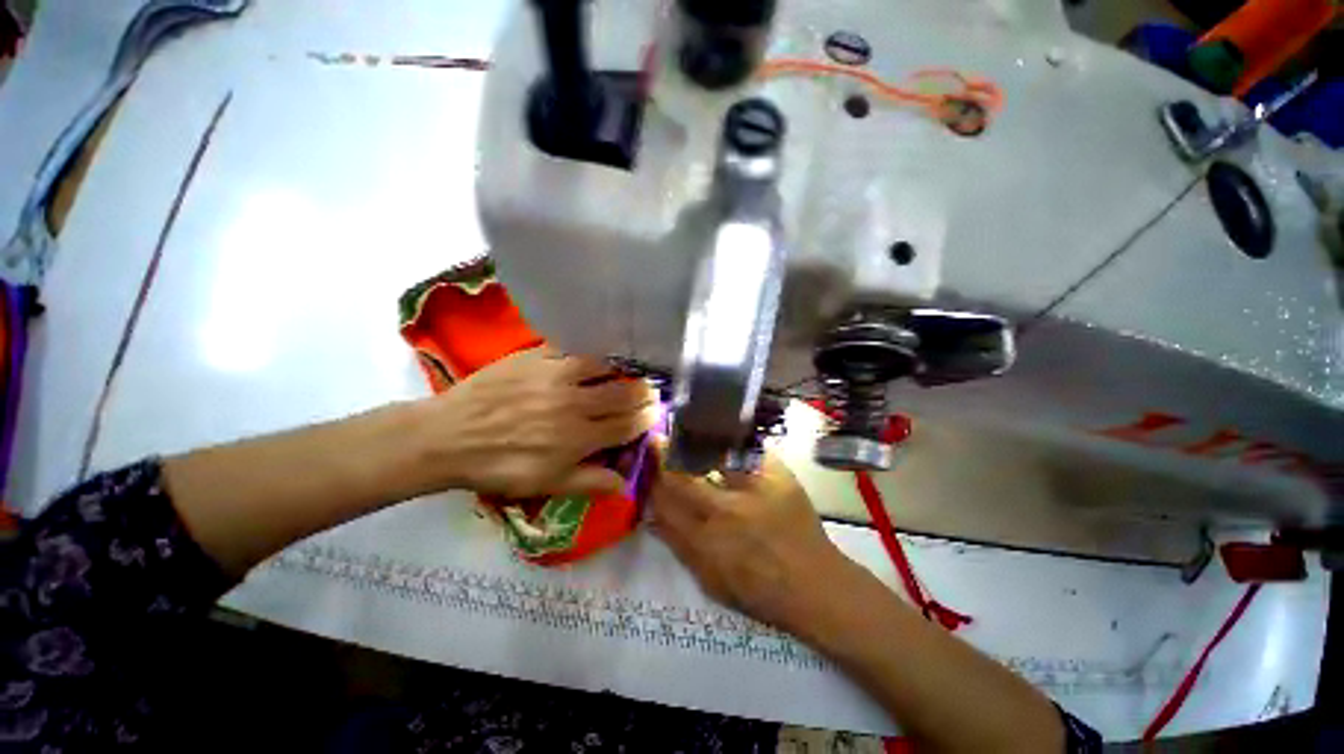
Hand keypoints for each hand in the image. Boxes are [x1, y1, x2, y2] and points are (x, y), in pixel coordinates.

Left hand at [424, 347, 656, 497]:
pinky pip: (576, 348)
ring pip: (606, 365)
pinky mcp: (538, 355)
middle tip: (650, 390)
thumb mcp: (545, 485)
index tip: (655, 412)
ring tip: (629, 372)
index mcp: (578, 437)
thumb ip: (589, 482)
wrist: (448, 436)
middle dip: (644, 392)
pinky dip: (594, 353)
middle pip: (624, 392)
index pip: (628, 423)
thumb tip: (626, 483)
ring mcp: (556, 374)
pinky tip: (599, 356)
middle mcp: (574, 402)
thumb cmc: (500, 465)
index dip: (647, 417)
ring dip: (624, 369)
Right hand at [649, 451, 856, 634]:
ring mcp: (753, 490)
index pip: (665, 502)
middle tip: (659, 440)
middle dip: (666, 455)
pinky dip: (730, 440)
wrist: (814, 585)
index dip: (652, 479)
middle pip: (683, 475)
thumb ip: (678, 546)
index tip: (646, 463)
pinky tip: (721, 431)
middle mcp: (725, 511)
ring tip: (685, 431)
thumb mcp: (709, 580)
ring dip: (694, 443)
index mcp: (705, 541)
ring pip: (711, 457)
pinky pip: (747, 449)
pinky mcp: (778, 476)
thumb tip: (651, 515)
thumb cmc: (758, 590)